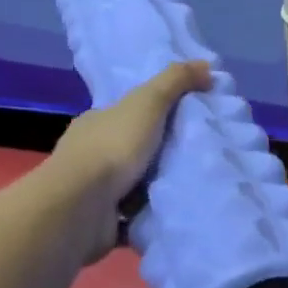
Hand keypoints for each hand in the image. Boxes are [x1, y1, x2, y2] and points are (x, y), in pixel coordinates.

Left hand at [50, 60, 211, 224]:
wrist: (81, 208)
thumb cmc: (113, 147)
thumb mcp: (148, 102)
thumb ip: (175, 81)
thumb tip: (206, 64)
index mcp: (95, 123)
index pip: (125, 113)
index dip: (152, 114)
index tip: (184, 121)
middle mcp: (89, 154)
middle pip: (130, 149)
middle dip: (157, 152)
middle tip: (196, 154)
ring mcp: (92, 191)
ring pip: (131, 184)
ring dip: (155, 186)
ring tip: (193, 183)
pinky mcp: (100, 222)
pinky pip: (132, 216)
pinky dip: (149, 215)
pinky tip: (175, 211)